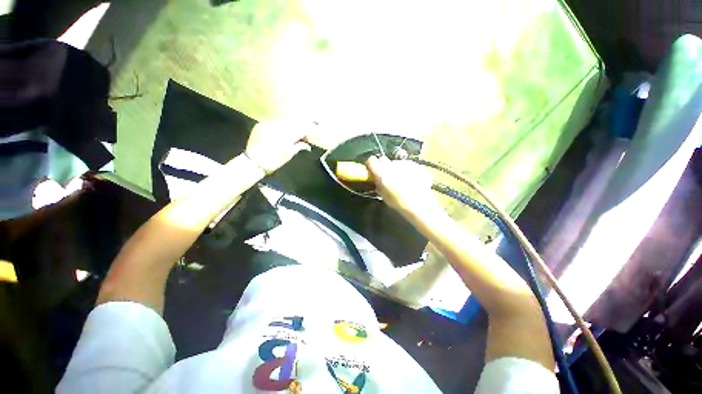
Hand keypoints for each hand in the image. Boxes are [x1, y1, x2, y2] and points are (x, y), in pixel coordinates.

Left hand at [245, 120, 312, 173]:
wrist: (253, 163)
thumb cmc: (273, 161)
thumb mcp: (288, 155)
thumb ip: (298, 147)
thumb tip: (307, 145)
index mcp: (286, 136)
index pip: (300, 128)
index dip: (307, 127)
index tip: (314, 125)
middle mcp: (277, 127)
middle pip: (292, 123)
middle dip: (299, 127)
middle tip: (304, 131)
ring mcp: (267, 125)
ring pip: (283, 122)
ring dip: (289, 126)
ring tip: (292, 133)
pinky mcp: (260, 125)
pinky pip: (274, 123)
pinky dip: (279, 127)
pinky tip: (281, 132)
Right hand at [366, 156, 436, 213]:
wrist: (420, 203)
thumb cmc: (399, 202)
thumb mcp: (383, 195)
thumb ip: (378, 184)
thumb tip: (376, 178)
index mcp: (381, 173)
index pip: (371, 160)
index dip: (371, 165)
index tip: (372, 171)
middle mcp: (392, 165)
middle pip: (383, 159)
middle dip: (383, 166)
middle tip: (386, 176)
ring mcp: (404, 164)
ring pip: (396, 162)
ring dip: (396, 168)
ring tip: (401, 180)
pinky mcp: (415, 164)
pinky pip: (407, 164)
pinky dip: (407, 170)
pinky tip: (411, 179)